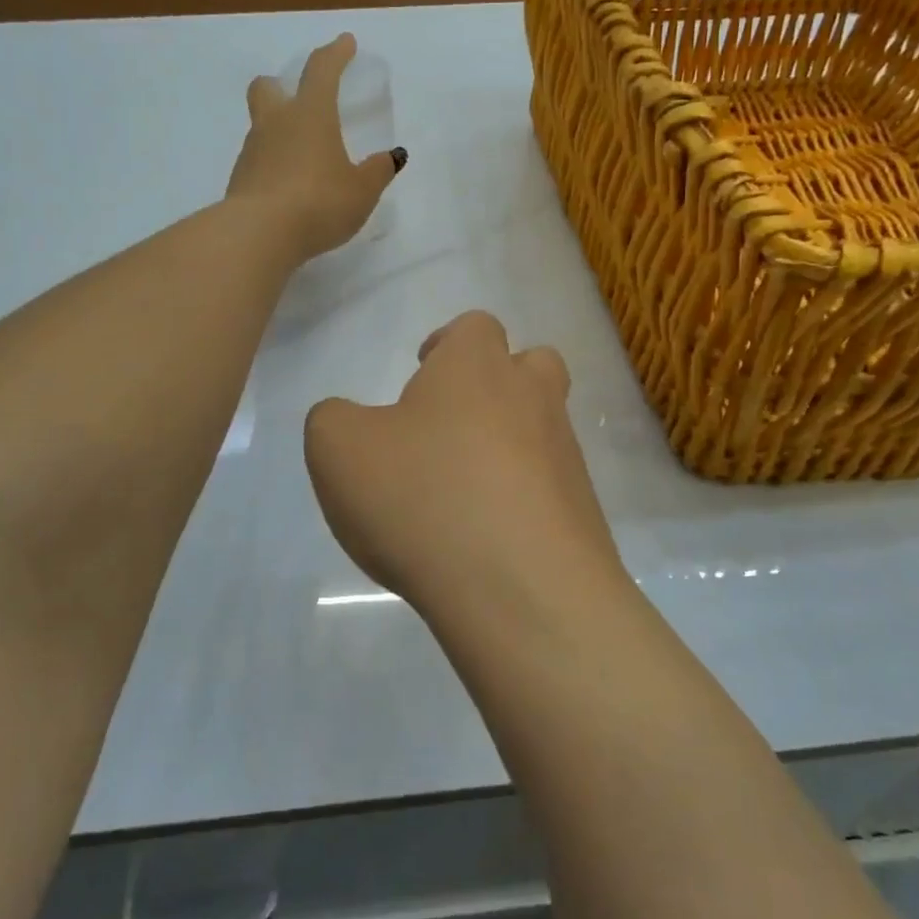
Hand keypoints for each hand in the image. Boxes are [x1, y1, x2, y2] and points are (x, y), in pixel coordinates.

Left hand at [226, 34, 405, 261]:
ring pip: (261, 126)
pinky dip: (272, 165)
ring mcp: (252, 151)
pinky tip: (288, 187)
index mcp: (311, 114)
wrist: (259, 234)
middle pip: (267, 88)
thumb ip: (377, 171)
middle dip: (281, 86)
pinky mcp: (240, 180)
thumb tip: (392, 156)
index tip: (345, 43)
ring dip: (278, 131)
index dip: (335, 53)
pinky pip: (258, 161)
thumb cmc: (319, 202)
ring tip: (302, 157)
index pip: (322, 70)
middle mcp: (276, 123)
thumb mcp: (361, 191)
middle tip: (297, 98)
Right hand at [304, 311, 623, 619]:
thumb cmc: (423, 498)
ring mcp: (566, 456)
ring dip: (510, 446)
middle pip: (532, 366)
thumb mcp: (339, 450)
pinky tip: (487, 539)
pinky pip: (551, 489)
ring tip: (463, 493)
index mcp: (476, 366)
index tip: (422, 374)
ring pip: (544, 429)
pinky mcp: (584, 512)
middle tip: (453, 423)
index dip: (447, 345)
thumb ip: (334, 420)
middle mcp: (532, 398)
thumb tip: (350, 421)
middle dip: (498, 383)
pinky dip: (523, 500)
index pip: (474, 327)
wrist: (522, 590)